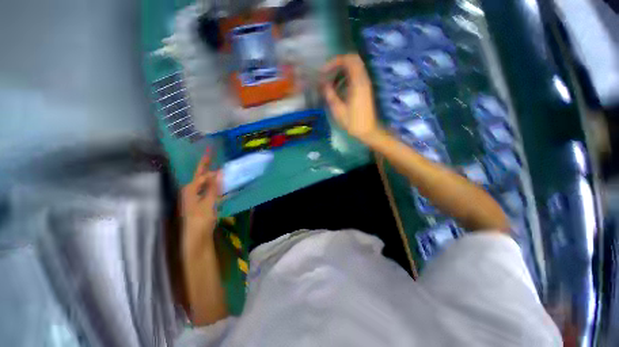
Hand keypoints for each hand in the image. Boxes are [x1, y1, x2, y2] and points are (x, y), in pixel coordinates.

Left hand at [181, 149, 221, 242]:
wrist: (196, 236)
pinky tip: (223, 186)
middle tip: (218, 159)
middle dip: (210, 169)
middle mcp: (191, 190)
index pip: (201, 173)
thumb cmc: (201, 219)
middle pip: (203, 176)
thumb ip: (214, 186)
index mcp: (190, 189)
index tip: (212, 151)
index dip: (207, 162)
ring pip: (207, 183)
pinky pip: (209, 190)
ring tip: (224, 171)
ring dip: (215, 178)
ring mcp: (196, 197)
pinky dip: (216, 187)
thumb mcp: (209, 202)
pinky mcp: (201, 202)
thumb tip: (220, 171)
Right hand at [322, 54, 380, 143]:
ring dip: (341, 71)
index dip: (334, 61)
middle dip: (338, 63)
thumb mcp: (338, 110)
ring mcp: (365, 84)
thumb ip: (330, 94)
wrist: (368, 131)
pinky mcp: (365, 89)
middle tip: (327, 73)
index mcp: (358, 83)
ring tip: (330, 82)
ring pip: (354, 67)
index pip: (348, 60)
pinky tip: (338, 88)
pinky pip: (356, 76)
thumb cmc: (353, 122)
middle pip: (353, 60)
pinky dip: (346, 77)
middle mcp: (364, 79)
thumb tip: (322, 84)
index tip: (324, 71)